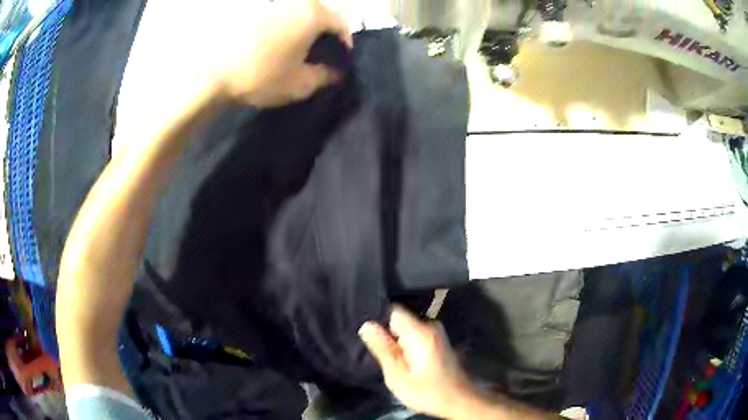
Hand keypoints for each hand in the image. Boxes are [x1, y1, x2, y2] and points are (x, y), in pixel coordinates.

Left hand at [115, 0, 352, 149]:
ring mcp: (269, 2)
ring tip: (291, 46)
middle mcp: (294, 1)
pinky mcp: (249, 8)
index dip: (345, 40)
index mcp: (312, 14)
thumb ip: (324, 77)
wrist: (209, 73)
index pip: (342, 23)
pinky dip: (278, 24)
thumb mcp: (299, 84)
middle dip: (322, 31)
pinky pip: (273, 13)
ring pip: (295, 11)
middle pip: (319, 12)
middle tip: (316, 51)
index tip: (340, 56)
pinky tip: (269, 40)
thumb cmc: (259, 76)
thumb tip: (335, 73)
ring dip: (299, 26)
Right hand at [358, 306, 475, 417]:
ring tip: (395, 362)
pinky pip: (417, 336)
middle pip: (401, 321)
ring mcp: (438, 334)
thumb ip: (382, 349)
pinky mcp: (440, 342)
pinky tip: (408, 363)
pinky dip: (409, 346)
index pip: (393, 311)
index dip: (379, 322)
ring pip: (408, 330)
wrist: (459, 400)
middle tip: (384, 357)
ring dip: (398, 343)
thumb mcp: (398, 376)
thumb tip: (367, 326)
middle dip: (389, 336)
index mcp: (420, 332)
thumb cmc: (427, 392)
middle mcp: (431, 326)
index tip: (373, 340)